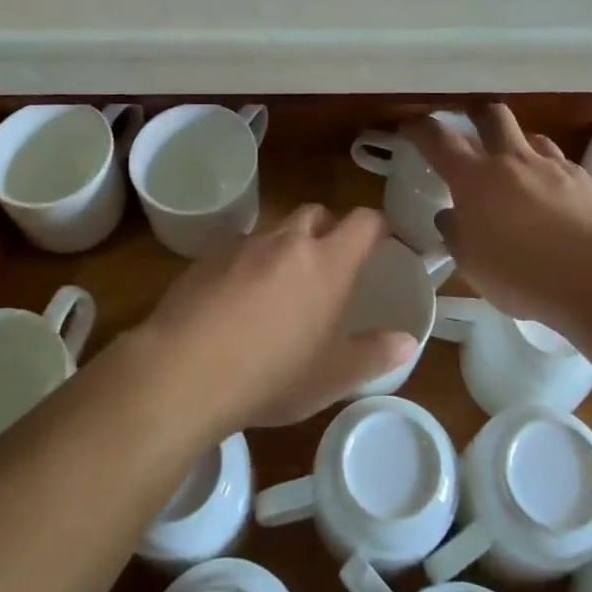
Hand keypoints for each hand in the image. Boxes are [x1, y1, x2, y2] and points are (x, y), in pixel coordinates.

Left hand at [137, 205, 416, 432]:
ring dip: (284, 246)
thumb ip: (372, 354)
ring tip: (278, 286)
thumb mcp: (330, 377)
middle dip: (327, 229)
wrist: (183, 371)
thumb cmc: (270, 377)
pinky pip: (238, 247)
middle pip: (316, 213)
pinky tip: (234, 299)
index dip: (376, 225)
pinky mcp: (207, 255)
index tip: (382, 240)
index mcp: (327, 263)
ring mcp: (244, 244)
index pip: (363, 221)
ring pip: (274, 230)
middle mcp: (287, 241)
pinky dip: (246, 262)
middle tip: (328, 264)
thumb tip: (407, 340)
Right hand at [404, 103, 591, 331]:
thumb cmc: (524, 275)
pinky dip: (549, 173)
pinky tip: (553, 197)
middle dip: (475, 113)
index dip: (420, 128)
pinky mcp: (587, 180)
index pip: (439, 139)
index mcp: (475, 178)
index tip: (410, 126)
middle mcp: (512, 160)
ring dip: (517, 144)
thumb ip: (456, 235)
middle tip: (468, 123)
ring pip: (531, 137)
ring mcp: (553, 166)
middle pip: (491, 115)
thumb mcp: (473, 265)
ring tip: (516, 166)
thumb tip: (450, 216)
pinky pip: (561, 165)